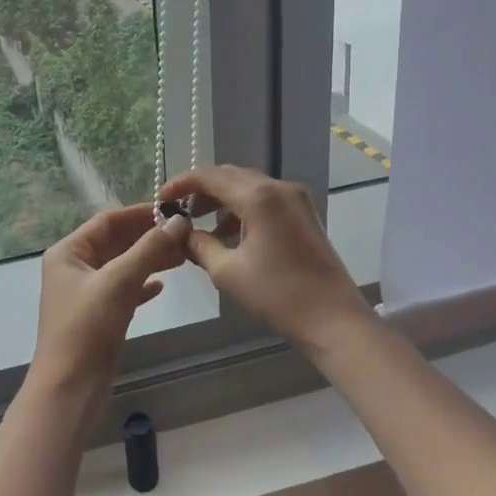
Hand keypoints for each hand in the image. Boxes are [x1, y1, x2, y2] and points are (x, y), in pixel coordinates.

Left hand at [32, 204, 189, 412]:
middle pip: (116, 242)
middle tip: (185, 233)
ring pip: (123, 266)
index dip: (139, 214)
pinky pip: (124, 290)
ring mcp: (87, 293)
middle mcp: (75, 268)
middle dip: (149, 237)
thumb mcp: (118, 281)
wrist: (70, 389)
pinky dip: (142, 285)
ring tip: (183, 255)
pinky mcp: (99, 316)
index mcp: (69, 252)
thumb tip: (179, 221)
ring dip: (150, 259)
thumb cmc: (87, 327)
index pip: (107, 221)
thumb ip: (149, 249)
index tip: (174, 211)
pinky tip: (162, 286)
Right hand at [158, 166, 373, 350]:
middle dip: (202, 190)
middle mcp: (279, 187)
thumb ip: (199, 245)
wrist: (334, 320)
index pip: (210, 176)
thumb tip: (180, 233)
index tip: (161, 198)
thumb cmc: (277, 295)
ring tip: (201, 224)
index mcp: (259, 196)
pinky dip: (243, 208)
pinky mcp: (304, 214)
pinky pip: (266, 199)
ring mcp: (296, 199)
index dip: (182, 183)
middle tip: (178, 210)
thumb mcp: (227, 272)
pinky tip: (230, 233)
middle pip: (230, 176)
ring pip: (249, 186)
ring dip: (222, 199)